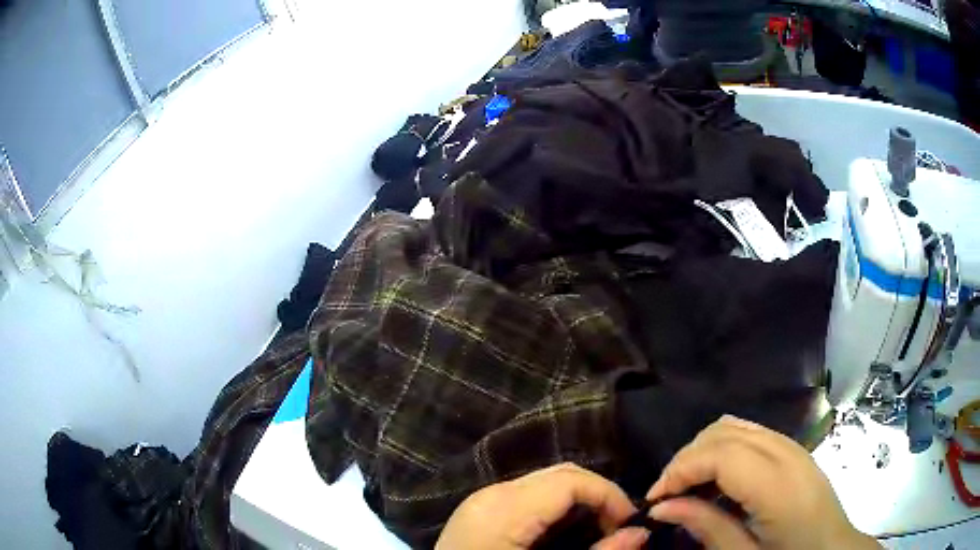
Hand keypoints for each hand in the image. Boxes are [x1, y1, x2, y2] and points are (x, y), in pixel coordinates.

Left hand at [436, 463, 649, 549]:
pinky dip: (555, 506)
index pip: (571, 480)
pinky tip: (565, 531)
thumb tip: (640, 533)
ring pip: (544, 481)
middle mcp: (491, 494)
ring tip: (598, 530)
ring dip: (579, 500)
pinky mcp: (478, 511)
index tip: (631, 523)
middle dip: (598, 495)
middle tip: (618, 527)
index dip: (610, 495)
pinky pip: (527, 495)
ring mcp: (481, 500)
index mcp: (505, 509)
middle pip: (560, 474)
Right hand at [646, 415, 880, 549]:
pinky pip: (750, 432)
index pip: (720, 454)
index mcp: (778, 485)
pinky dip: (724, 448)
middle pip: (724, 432)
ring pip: (735, 425)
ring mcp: (792, 446)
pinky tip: (718, 479)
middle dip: (687, 459)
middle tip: (668, 495)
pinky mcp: (793, 449)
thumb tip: (662, 508)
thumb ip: (707, 528)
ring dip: (704, 450)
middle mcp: (786, 453)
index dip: (680, 470)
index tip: (655, 499)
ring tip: (689, 486)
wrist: (832, 549)